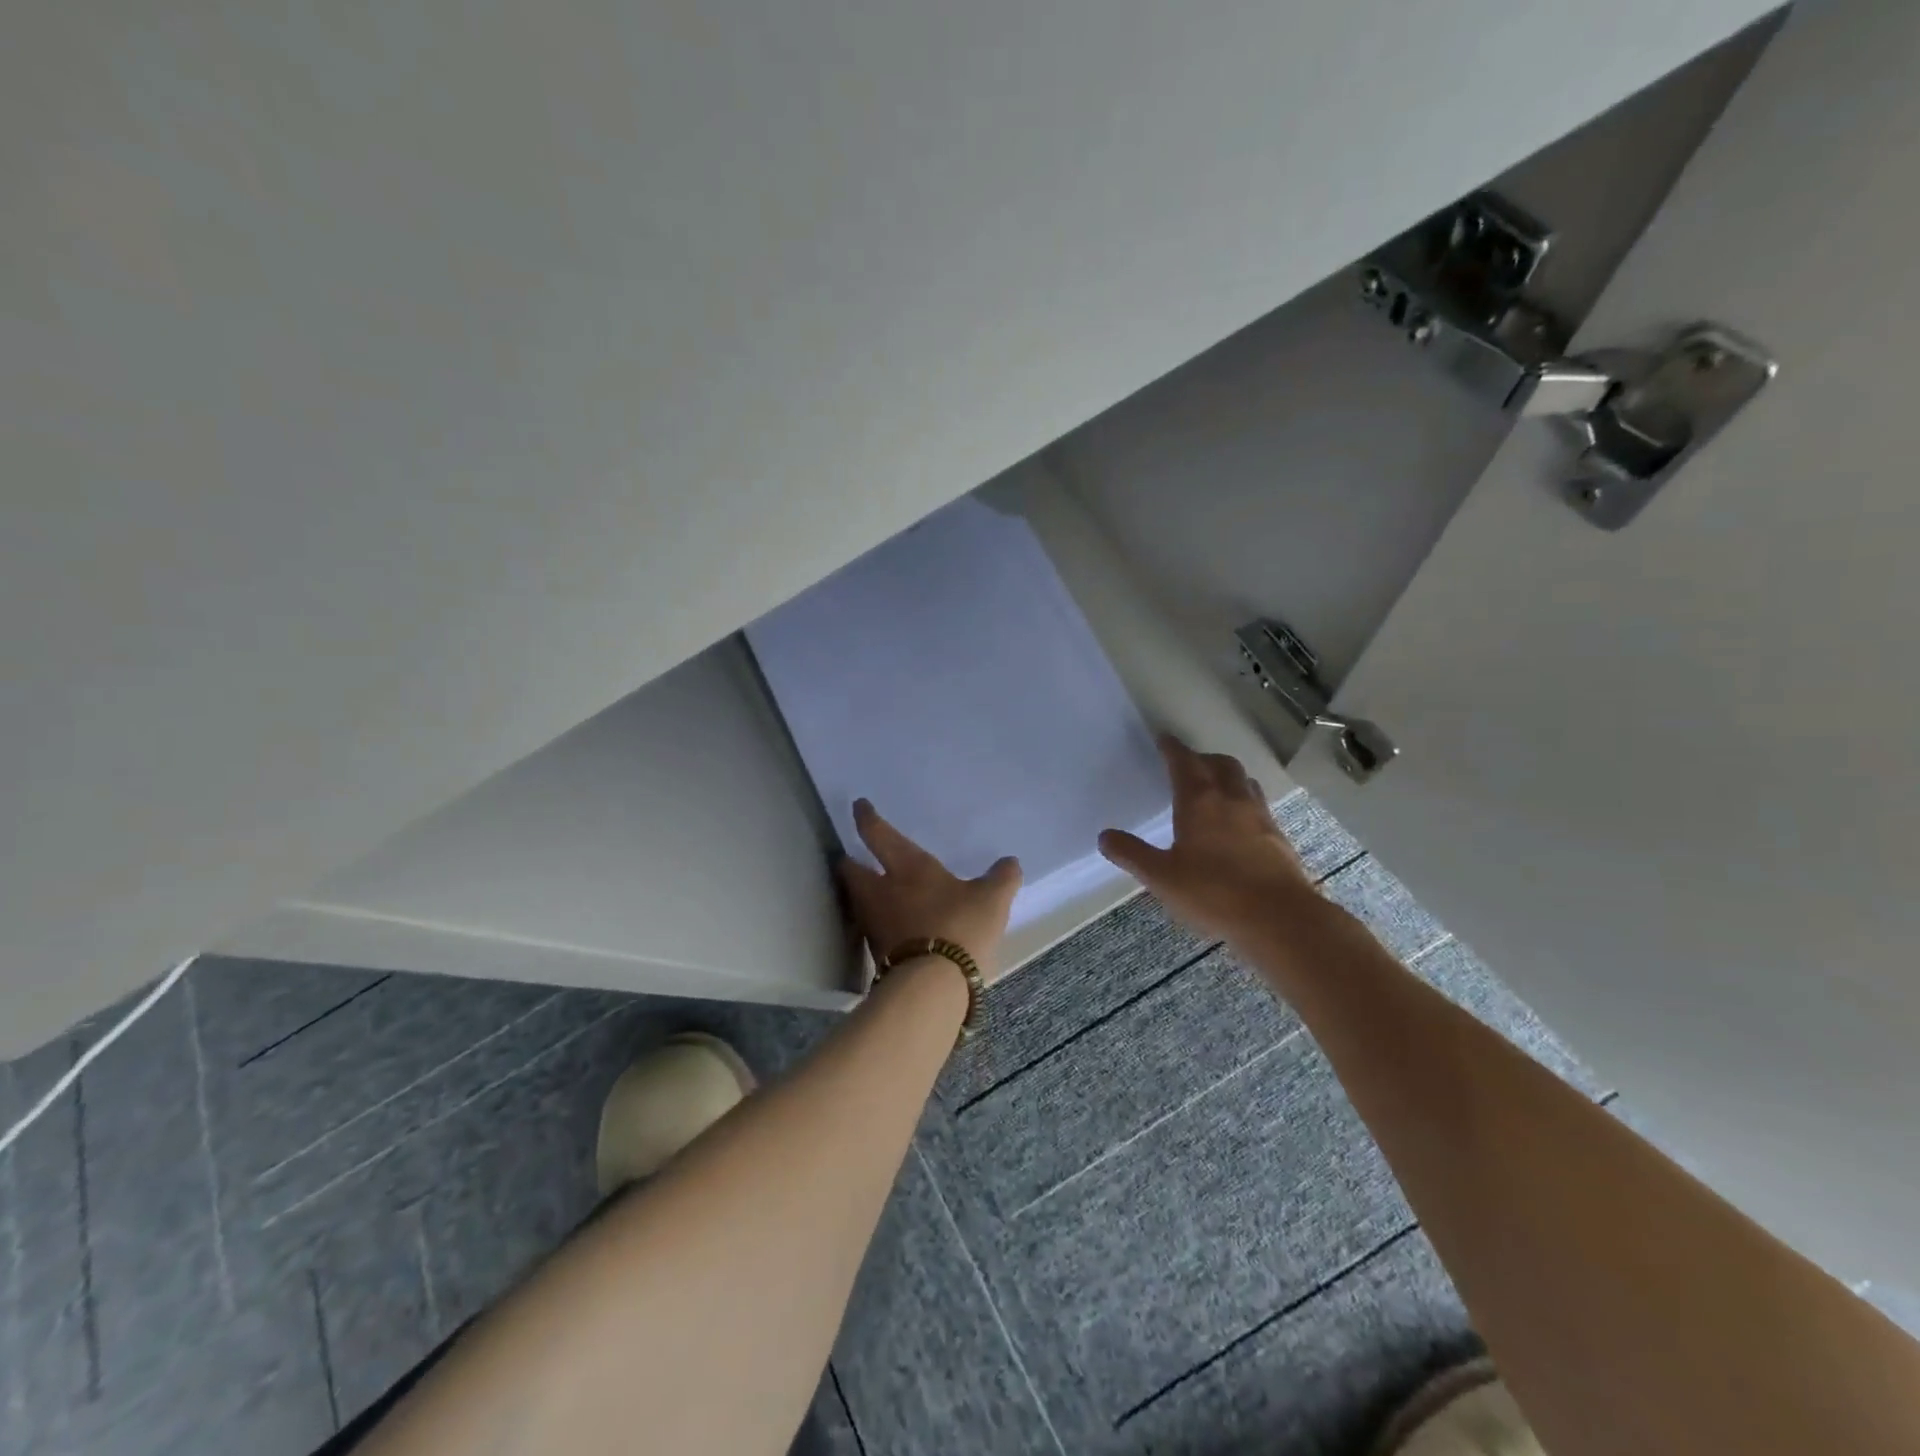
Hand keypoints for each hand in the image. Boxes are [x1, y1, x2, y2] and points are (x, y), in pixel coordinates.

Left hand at [837, 799, 1021, 982]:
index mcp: (907, 867)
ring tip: (875, 892)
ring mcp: (875, 925)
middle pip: (852, 871)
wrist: (933, 986)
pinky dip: (879, 923)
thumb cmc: (960, 927)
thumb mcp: (992, 899)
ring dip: (862, 894)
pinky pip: (873, 929)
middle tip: (854, 857)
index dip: (867, 819)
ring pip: (859, 901)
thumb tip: (1010, 863)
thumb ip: (1001, 878)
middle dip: (851, 863)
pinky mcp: (877, 955)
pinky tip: (893, 926)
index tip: (858, 807)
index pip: (879, 835)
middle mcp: (882, 891)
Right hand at [1098, 736, 1317, 945]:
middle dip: (1203, 758)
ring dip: (1228, 776)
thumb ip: (1132, 854)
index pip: (1184, 762)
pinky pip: (1259, 806)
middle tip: (1189, 764)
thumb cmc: (1214, 892)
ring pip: (1244, 781)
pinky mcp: (1279, 838)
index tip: (1163, 739)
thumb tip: (1104, 836)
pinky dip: (1244, 802)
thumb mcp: (1162, 877)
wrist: (1279, 918)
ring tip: (1216, 787)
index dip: (1172, 748)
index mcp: (1200, 801)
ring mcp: (1260, 816)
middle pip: (1220, 764)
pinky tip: (1239, 824)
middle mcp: (1232, 799)